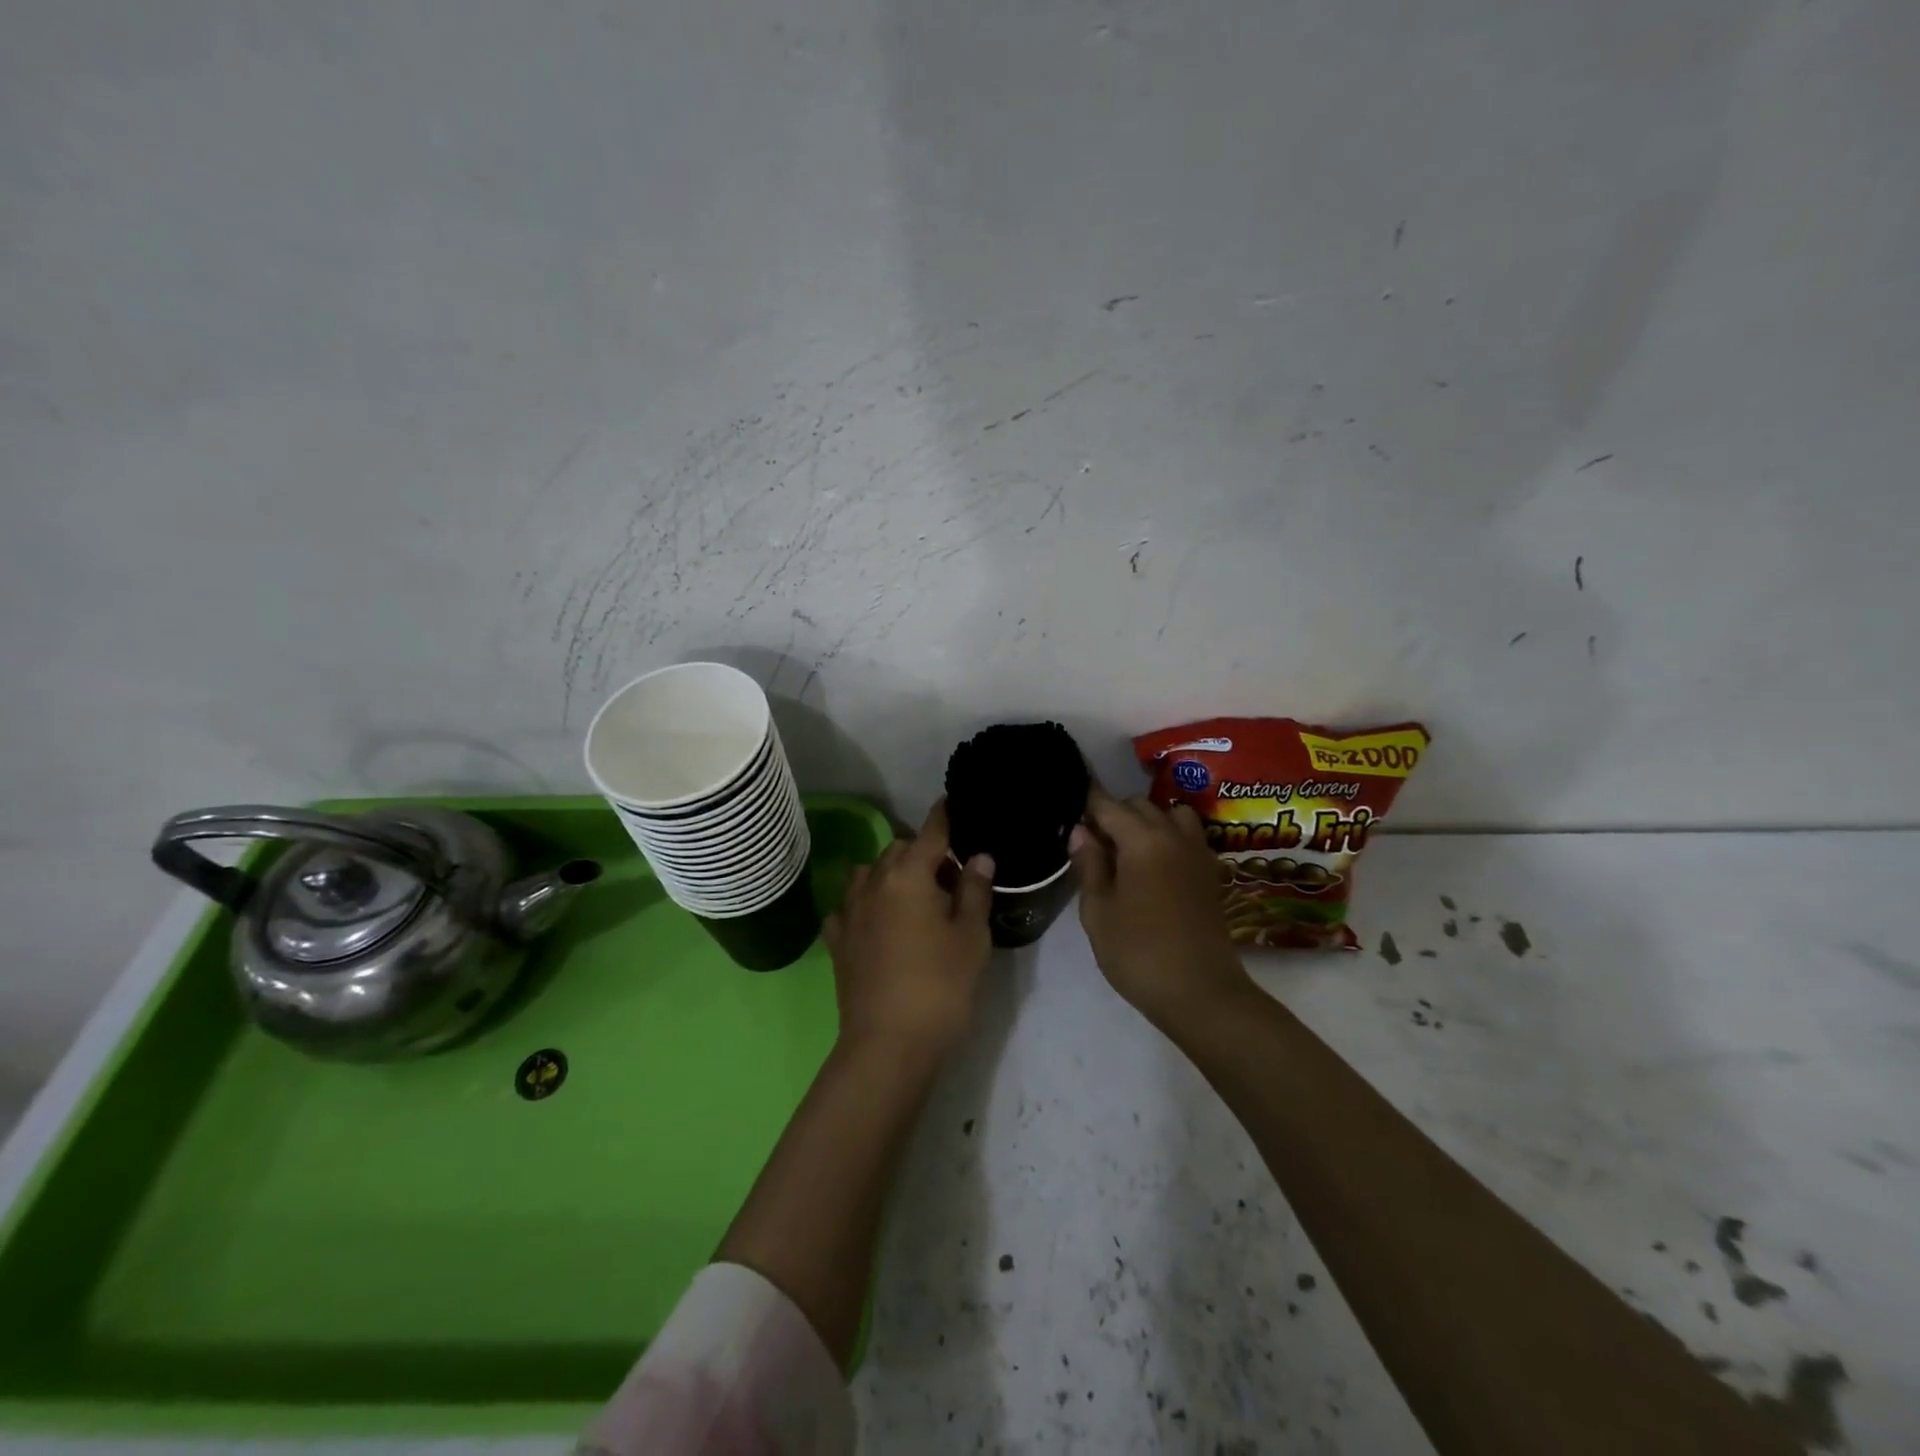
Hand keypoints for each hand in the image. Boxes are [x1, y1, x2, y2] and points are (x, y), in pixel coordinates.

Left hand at [823, 800, 994, 1060]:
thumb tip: (978, 856)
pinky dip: (865, 904)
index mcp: (909, 875)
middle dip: (923, 851)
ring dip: (891, 873)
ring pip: (869, 873)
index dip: (945, 816)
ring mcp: (849, 911)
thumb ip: (974, 891)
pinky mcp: (837, 941)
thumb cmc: (940, 986)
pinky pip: (849, 906)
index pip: (931, 833)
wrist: (887, 1044)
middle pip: (899, 850)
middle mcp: (874, 883)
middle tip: (950, 874)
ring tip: (913, 895)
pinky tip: (877, 921)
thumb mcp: (971, 937)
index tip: (953, 801)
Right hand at [1070, 784, 1251, 1028]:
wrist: (1202, 993)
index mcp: (1143, 841)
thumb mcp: (1098, 912)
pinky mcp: (1210, 872)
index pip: (1109, 805)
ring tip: (1126, 848)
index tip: (1069, 802)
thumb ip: (1089, 865)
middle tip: (1090, 839)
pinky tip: (1152, 864)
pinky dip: (1168, 835)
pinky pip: (1187, 836)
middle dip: (1114, 812)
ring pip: (1170, 814)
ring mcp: (1197, 853)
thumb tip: (1081, 831)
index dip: (1087, 801)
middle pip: (1140, 805)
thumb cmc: (1139, 953)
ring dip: (1146, 820)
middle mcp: (1174, 836)